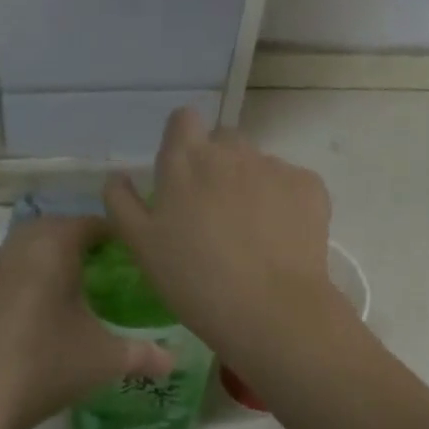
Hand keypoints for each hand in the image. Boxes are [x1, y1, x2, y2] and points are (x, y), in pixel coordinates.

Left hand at [0, 215, 172, 428]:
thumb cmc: (46, 365)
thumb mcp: (105, 359)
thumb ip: (144, 354)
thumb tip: (174, 359)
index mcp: (53, 249)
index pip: (89, 223)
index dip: (115, 234)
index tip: (136, 253)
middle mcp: (20, 249)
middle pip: (55, 226)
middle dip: (82, 239)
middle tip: (109, 265)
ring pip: (28, 245)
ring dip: (53, 255)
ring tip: (80, 284)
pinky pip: (13, 268)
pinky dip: (32, 274)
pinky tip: (47, 307)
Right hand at [104, 109, 338, 363]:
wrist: (269, 309)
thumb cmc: (193, 279)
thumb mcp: (139, 245)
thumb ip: (122, 202)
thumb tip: (118, 176)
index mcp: (185, 160)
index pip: (183, 119)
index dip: (182, 139)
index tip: (181, 173)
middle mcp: (231, 151)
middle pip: (223, 141)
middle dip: (218, 164)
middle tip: (213, 211)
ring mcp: (274, 166)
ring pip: (258, 163)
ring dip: (251, 184)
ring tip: (250, 232)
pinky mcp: (310, 186)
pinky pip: (291, 183)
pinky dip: (284, 202)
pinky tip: (279, 239)